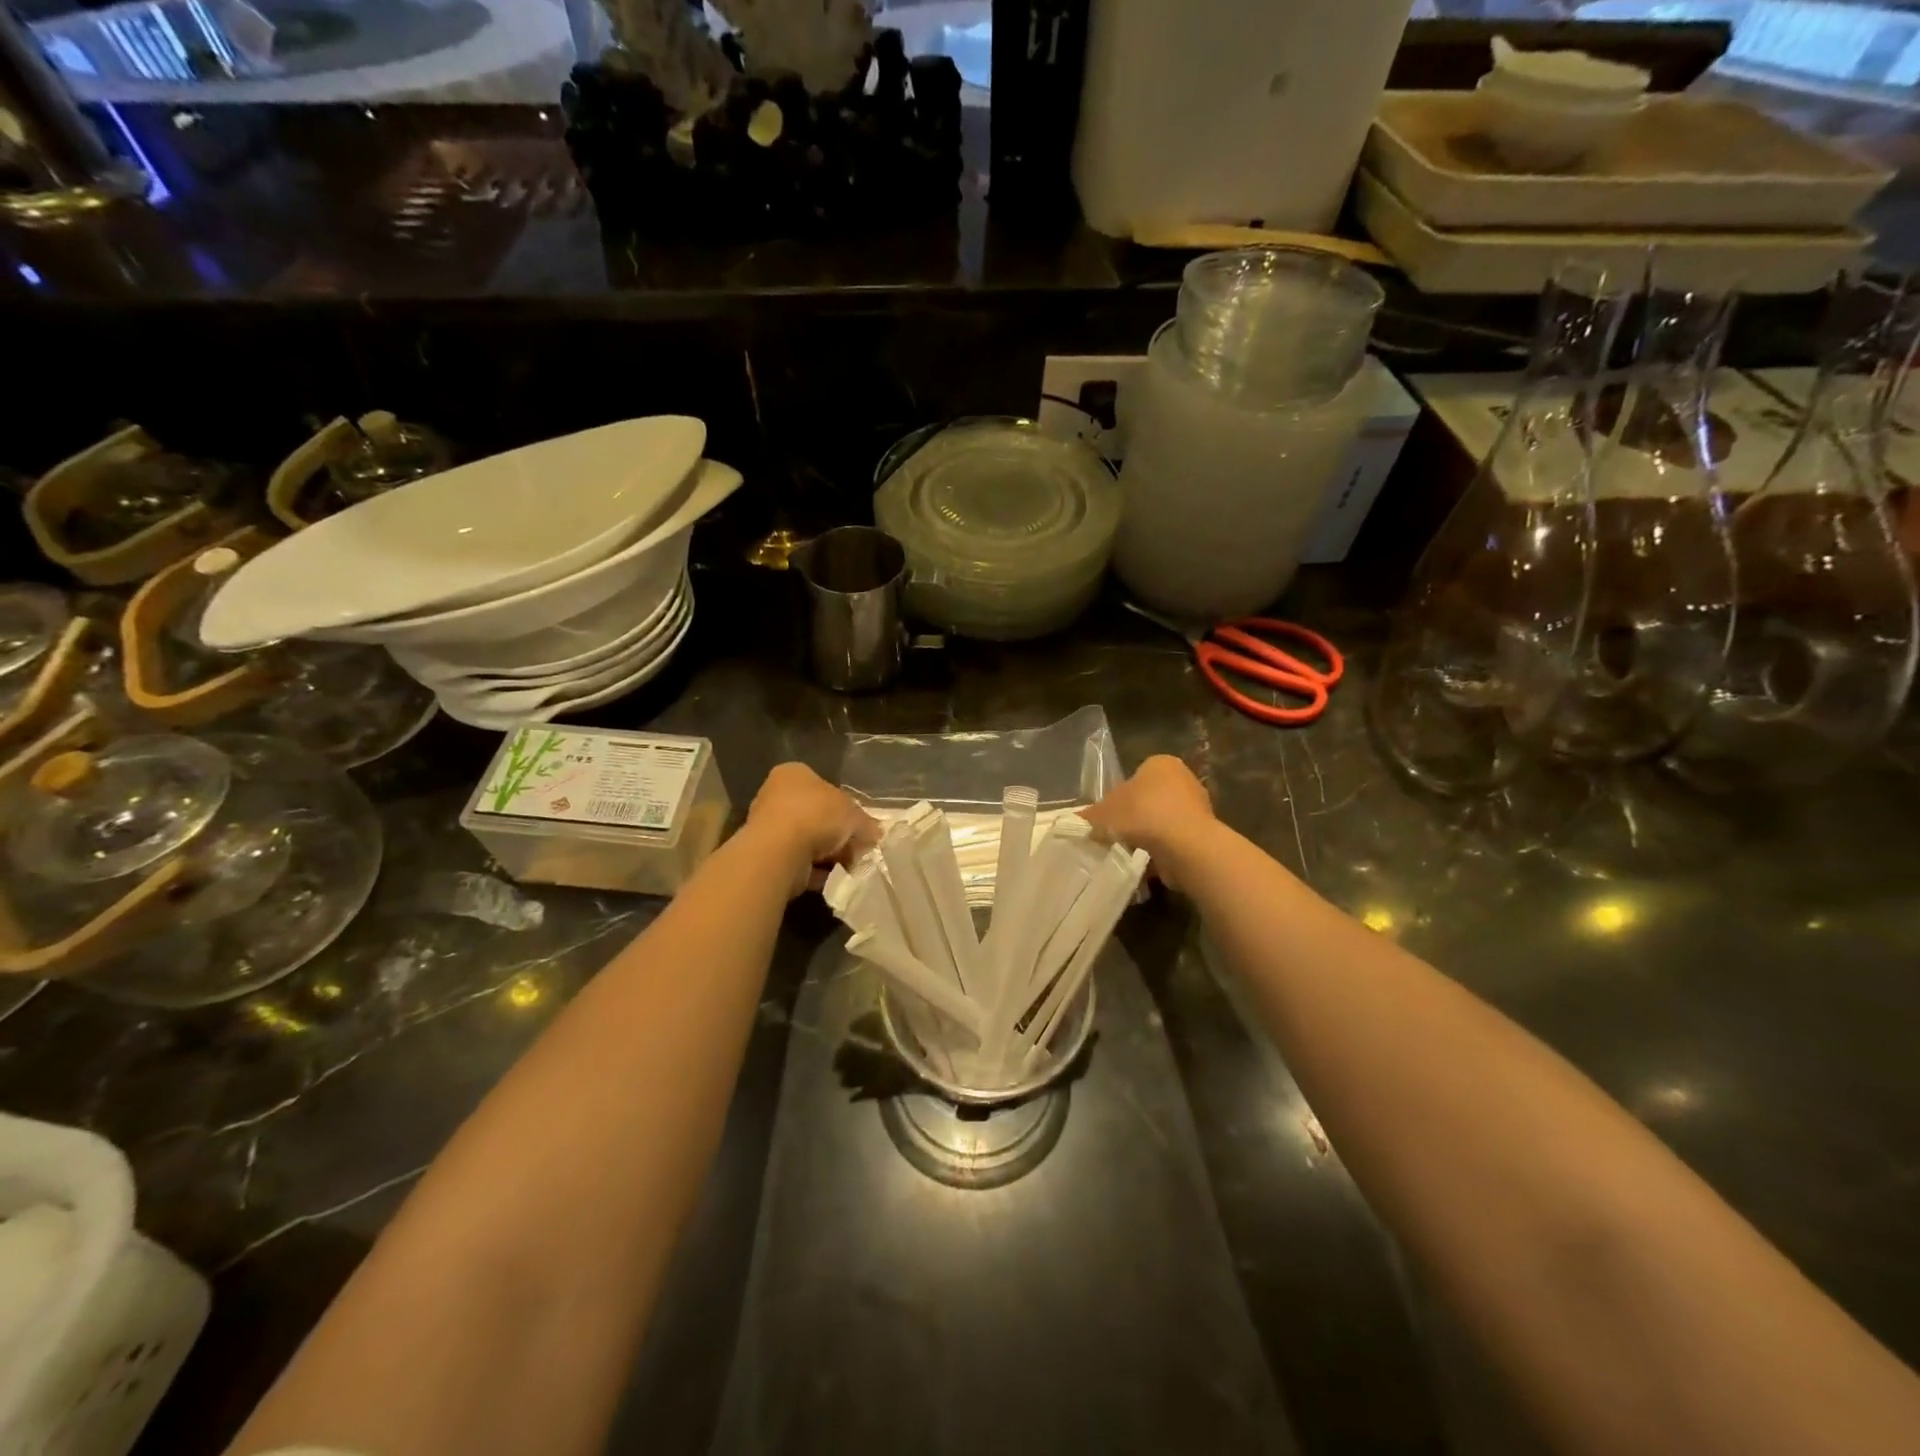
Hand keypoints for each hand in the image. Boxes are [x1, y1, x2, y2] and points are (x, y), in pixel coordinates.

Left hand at [746, 763, 880, 895]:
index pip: (824, 787)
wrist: (779, 850)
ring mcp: (766, 825)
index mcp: (794, 774)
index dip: (846, 808)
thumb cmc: (817, 815)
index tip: (860, 827)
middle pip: (816, 815)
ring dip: (827, 854)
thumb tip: (876, 833)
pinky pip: (797, 861)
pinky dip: (814, 870)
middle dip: (837, 835)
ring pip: (806, 840)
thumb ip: (866, 823)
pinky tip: (830, 878)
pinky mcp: (764, 854)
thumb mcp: (854, 814)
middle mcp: (775, 795)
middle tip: (857, 849)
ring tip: (846, 867)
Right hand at [1080, 756, 1215, 887]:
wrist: (1184, 846)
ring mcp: (1197, 806)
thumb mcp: (1103, 813)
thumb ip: (1089, 816)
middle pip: (1150, 798)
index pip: (1135, 775)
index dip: (1118, 796)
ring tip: (1129, 849)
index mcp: (1160, 763)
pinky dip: (1161, 850)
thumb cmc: (1141, 814)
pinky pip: (1174, 840)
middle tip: (1115, 833)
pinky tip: (1147, 862)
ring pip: (1162, 820)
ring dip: (1148, 834)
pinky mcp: (1203, 833)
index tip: (1108, 816)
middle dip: (1134, 816)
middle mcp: (1183, 778)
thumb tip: (1076, 820)